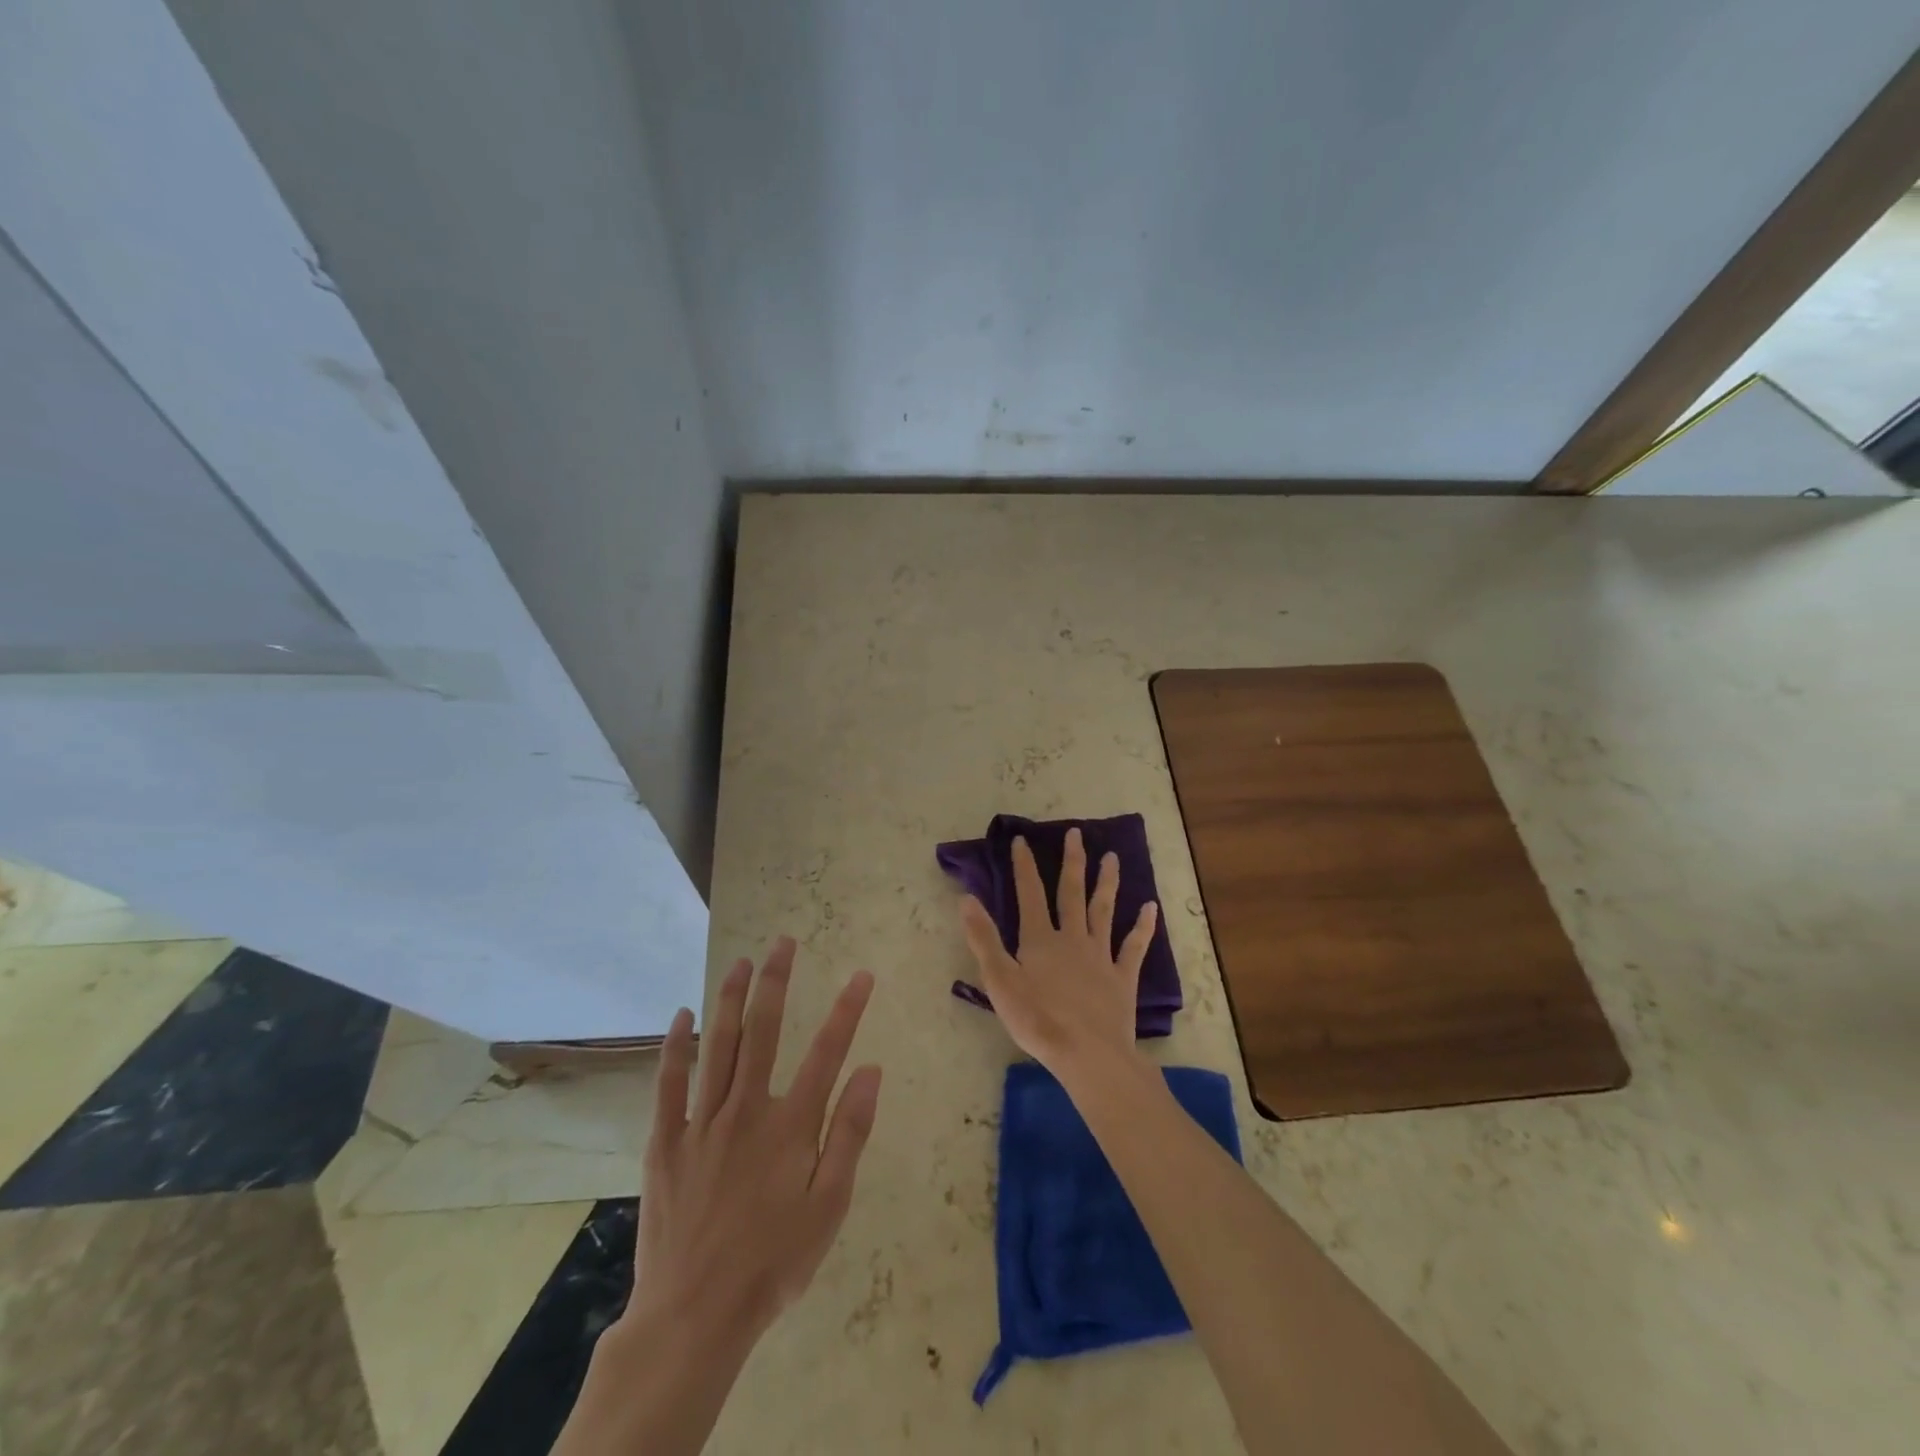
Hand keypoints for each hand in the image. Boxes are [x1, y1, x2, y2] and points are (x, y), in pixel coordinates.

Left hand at [557, 939, 881, 1455]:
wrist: (695, 1315)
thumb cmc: (773, 1261)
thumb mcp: (829, 1207)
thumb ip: (849, 1134)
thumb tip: (871, 1070)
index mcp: (790, 1126)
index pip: (827, 1051)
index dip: (847, 1010)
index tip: (861, 975)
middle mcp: (746, 1109)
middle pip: (763, 1031)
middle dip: (775, 981)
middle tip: (783, 942)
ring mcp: (702, 1122)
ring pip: (717, 1045)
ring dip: (729, 998)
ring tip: (740, 962)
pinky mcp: (666, 1141)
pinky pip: (669, 1083)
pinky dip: (675, 1046)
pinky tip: (681, 1015)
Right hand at [959, 827, 1158, 1075]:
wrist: (1087, 1054)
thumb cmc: (1037, 1020)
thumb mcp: (999, 981)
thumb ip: (983, 939)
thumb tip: (967, 899)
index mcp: (1040, 940)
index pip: (1029, 894)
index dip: (1024, 866)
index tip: (1021, 840)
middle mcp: (1072, 938)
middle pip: (1071, 893)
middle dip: (1072, 862)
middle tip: (1076, 834)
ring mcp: (1100, 956)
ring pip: (1103, 911)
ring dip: (1107, 883)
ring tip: (1112, 857)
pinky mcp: (1122, 977)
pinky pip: (1134, 947)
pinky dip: (1143, 927)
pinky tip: (1151, 908)